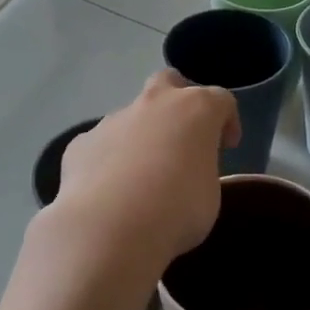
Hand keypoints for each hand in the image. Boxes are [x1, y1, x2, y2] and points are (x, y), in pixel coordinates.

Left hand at [52, 72, 237, 270]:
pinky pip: (102, 144)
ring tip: (141, 177)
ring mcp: (113, 120)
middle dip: (177, 100)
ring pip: (132, 116)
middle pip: (168, 82)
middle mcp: (154, 104)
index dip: (227, 121)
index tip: (227, 147)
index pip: (221, 100)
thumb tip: (185, 172)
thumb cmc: (176, 210)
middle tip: (182, 135)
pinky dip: (109, 160)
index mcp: (196, 110)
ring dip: (141, 136)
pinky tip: (110, 190)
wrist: (108, 227)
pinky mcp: (82, 142)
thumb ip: (200, 171)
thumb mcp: (210, 195)